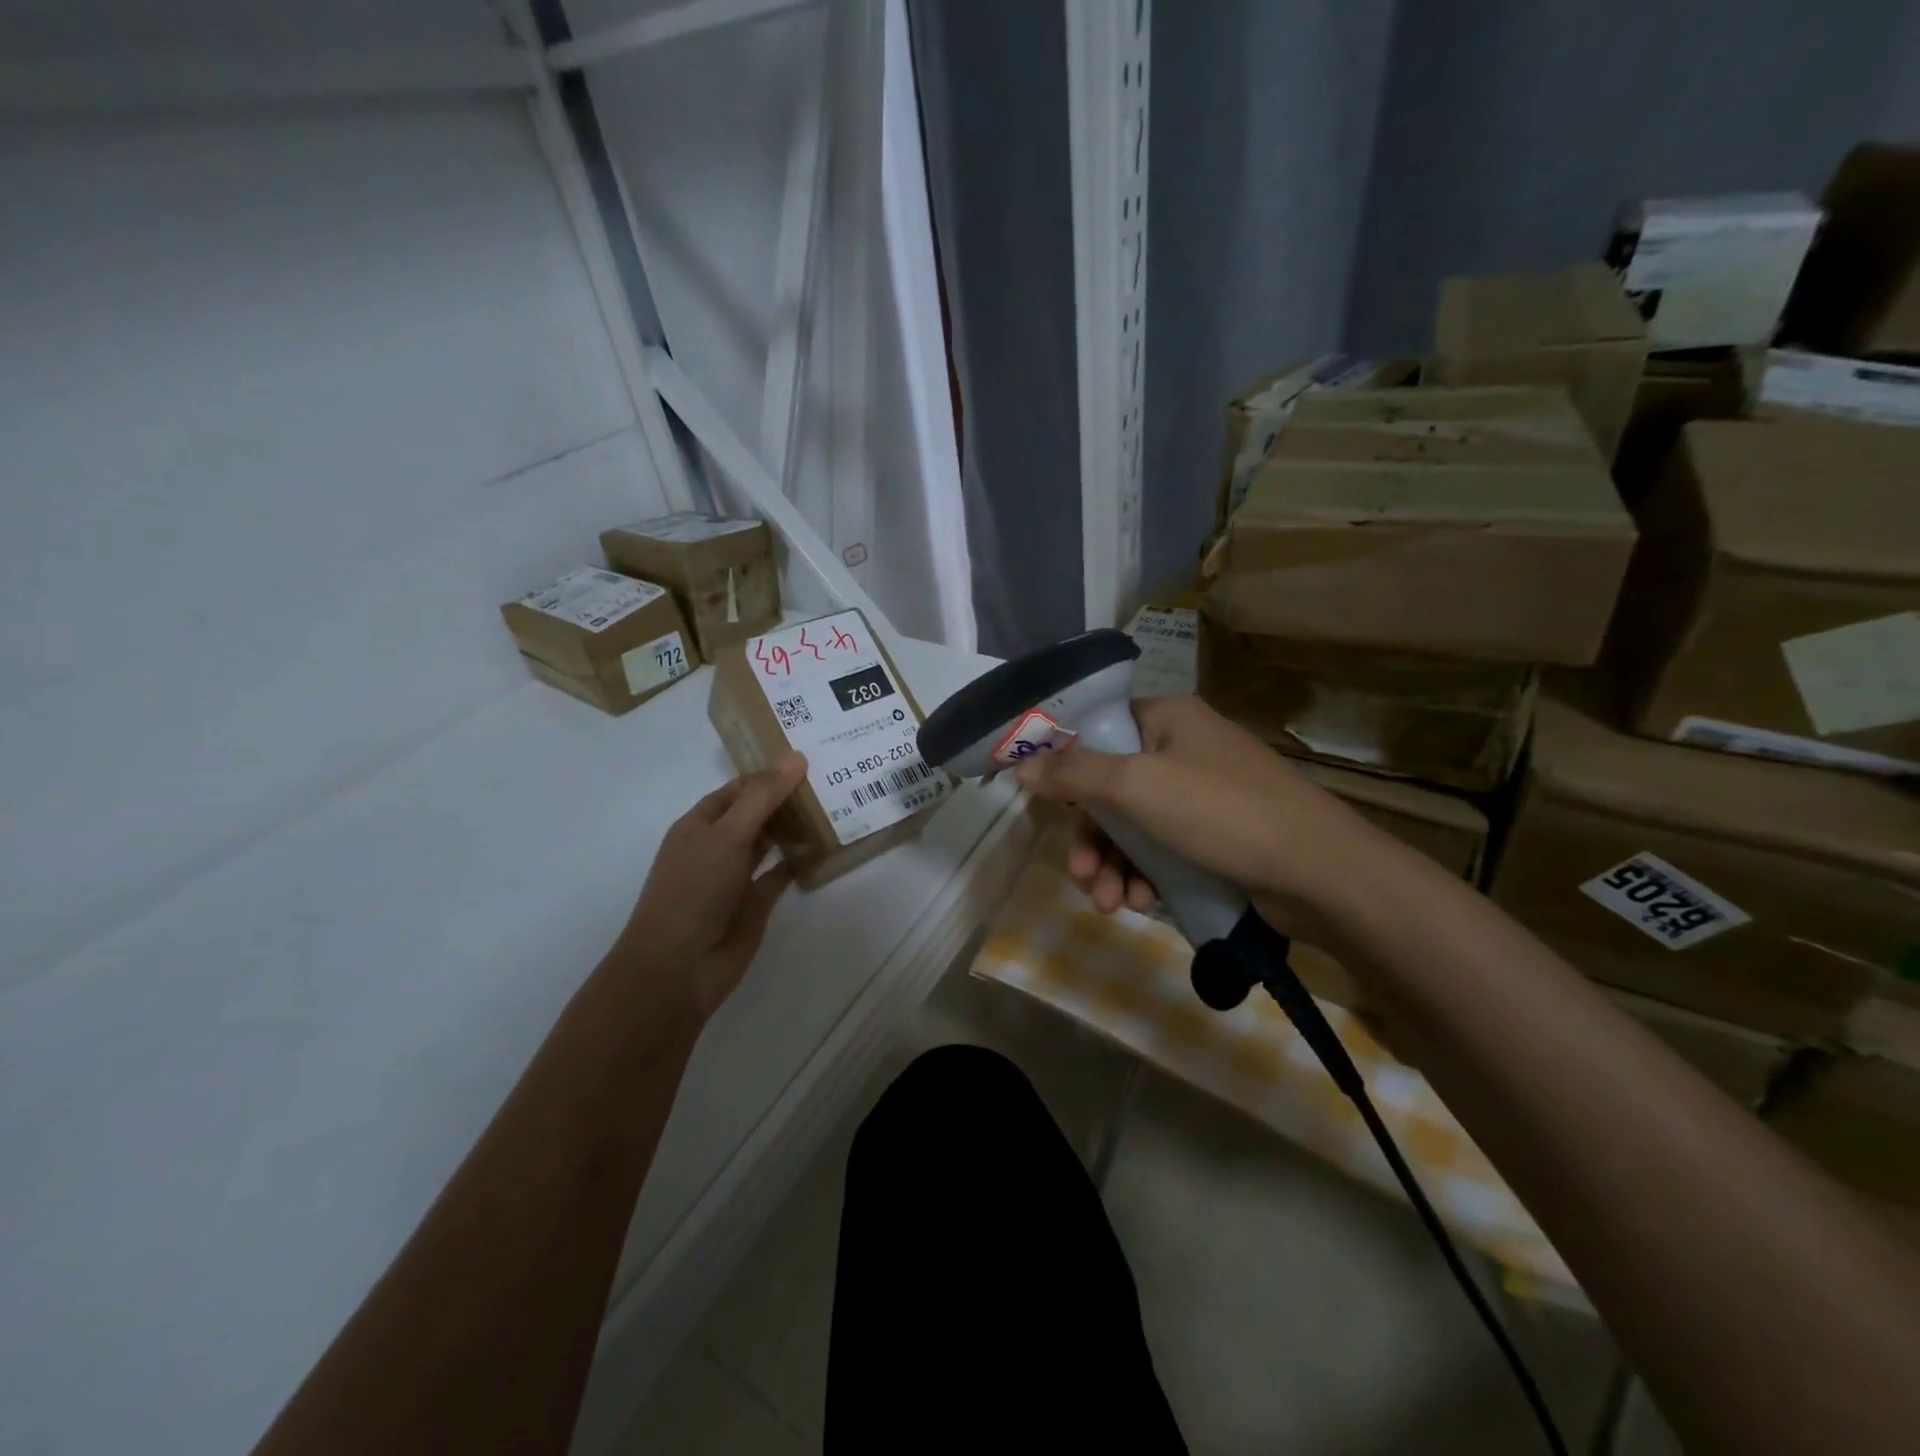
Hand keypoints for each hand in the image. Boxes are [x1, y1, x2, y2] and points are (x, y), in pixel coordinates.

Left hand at [612, 753, 808, 1020]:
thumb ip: (763, 797)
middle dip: (786, 798)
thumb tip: (797, 756)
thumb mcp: (728, 835)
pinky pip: (781, 874)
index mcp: (700, 824)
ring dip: (795, 827)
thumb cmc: (694, 890)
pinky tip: (825, 847)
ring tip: (834, 805)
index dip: (768, 774)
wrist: (679, 966)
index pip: (738, 789)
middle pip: (756, 813)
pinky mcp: (755, 903)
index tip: (807, 761)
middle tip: (831, 778)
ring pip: (770, 842)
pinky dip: (800, 861)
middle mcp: (717, 846)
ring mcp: (736, 876)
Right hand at [1012, 697, 1382, 939]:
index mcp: (1166, 719)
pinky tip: (1141, 903)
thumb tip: (1020, 765)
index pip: (1097, 731)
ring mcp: (1202, 795)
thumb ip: (1074, 774)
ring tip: (1110, 904)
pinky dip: (1145, 875)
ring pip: (1134, 826)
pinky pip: (1163, 849)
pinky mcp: (1217, 836)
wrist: (1319, 874)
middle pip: (1111, 788)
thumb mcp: (1138, 786)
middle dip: (1091, 838)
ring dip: (1113, 865)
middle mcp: (1182, 749)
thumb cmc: (1221, 812)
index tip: (1044, 804)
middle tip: (1080, 875)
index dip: (1065, 766)